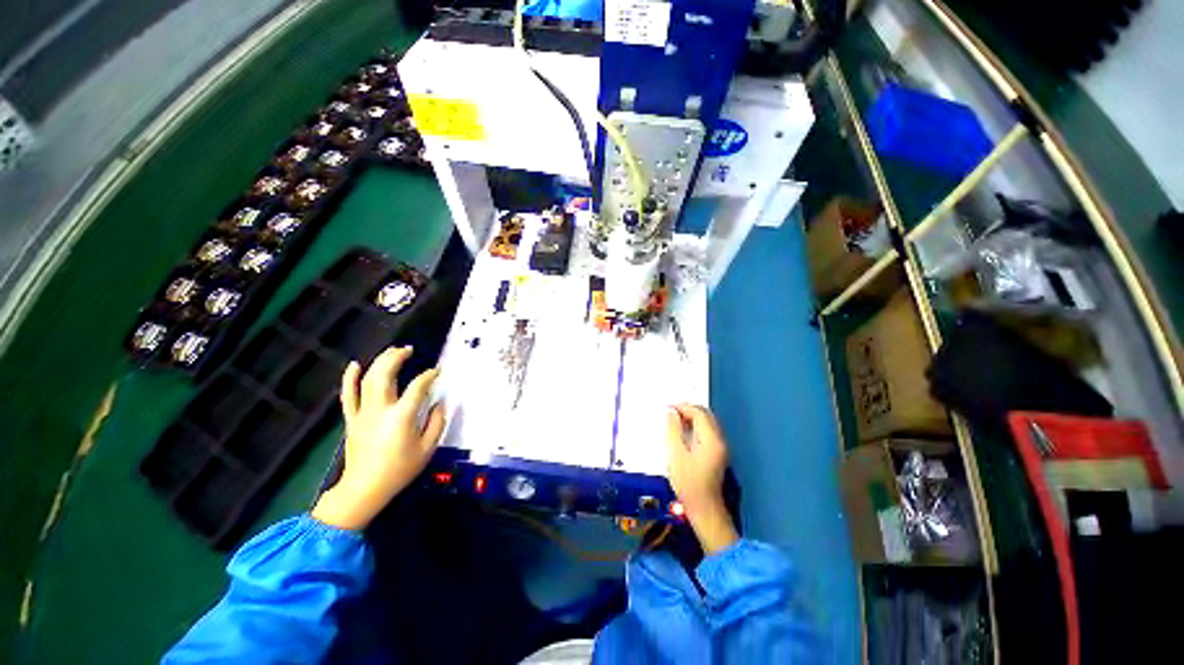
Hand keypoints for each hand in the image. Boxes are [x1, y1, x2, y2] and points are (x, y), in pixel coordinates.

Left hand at [311, 347, 444, 529]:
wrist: (364, 489)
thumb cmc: (399, 470)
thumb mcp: (427, 449)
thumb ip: (436, 423)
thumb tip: (439, 404)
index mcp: (401, 417)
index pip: (418, 387)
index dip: (429, 376)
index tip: (437, 372)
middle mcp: (380, 409)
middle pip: (385, 375)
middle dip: (397, 357)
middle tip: (408, 349)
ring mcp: (362, 413)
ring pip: (368, 380)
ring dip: (380, 362)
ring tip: (392, 351)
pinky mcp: (352, 419)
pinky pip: (348, 395)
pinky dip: (350, 378)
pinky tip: (355, 364)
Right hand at [667, 404, 737, 553]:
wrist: (704, 509)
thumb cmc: (688, 483)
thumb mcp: (676, 454)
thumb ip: (673, 430)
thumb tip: (671, 412)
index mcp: (711, 439)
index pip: (699, 413)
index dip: (683, 407)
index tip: (668, 408)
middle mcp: (719, 440)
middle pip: (705, 416)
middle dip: (688, 410)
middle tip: (670, 412)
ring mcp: (720, 447)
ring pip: (706, 423)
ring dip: (691, 418)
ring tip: (673, 421)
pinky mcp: (717, 454)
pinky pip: (706, 432)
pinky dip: (695, 427)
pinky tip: (682, 432)